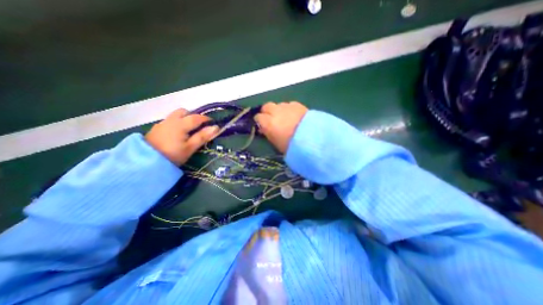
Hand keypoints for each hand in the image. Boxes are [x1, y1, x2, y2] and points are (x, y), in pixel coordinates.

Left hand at [147, 109, 219, 165]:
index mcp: (181, 124)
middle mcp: (171, 120)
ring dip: (184, 119)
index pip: (196, 117)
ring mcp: (162, 123)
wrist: (145, 162)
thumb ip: (203, 136)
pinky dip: (177, 123)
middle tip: (199, 126)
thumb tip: (216, 127)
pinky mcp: (156, 129)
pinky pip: (170, 121)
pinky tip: (177, 134)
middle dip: (193, 116)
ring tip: (189, 130)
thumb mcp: (190, 147)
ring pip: (176, 115)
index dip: (206, 119)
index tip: (213, 123)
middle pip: (184, 112)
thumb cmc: (173, 155)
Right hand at [256, 101, 306, 152]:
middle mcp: (275, 112)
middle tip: (271, 119)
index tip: (262, 125)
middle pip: (266, 106)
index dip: (260, 121)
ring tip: (284, 117)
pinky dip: (289, 109)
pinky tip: (293, 115)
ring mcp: (287, 107)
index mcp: (268, 123)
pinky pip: (289, 104)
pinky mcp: (297, 104)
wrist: (312, 139)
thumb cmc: (292, 146)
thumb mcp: (276, 144)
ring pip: (278, 104)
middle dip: (267, 112)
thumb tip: (264, 129)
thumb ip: (268, 134)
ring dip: (278, 110)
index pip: (258, 117)